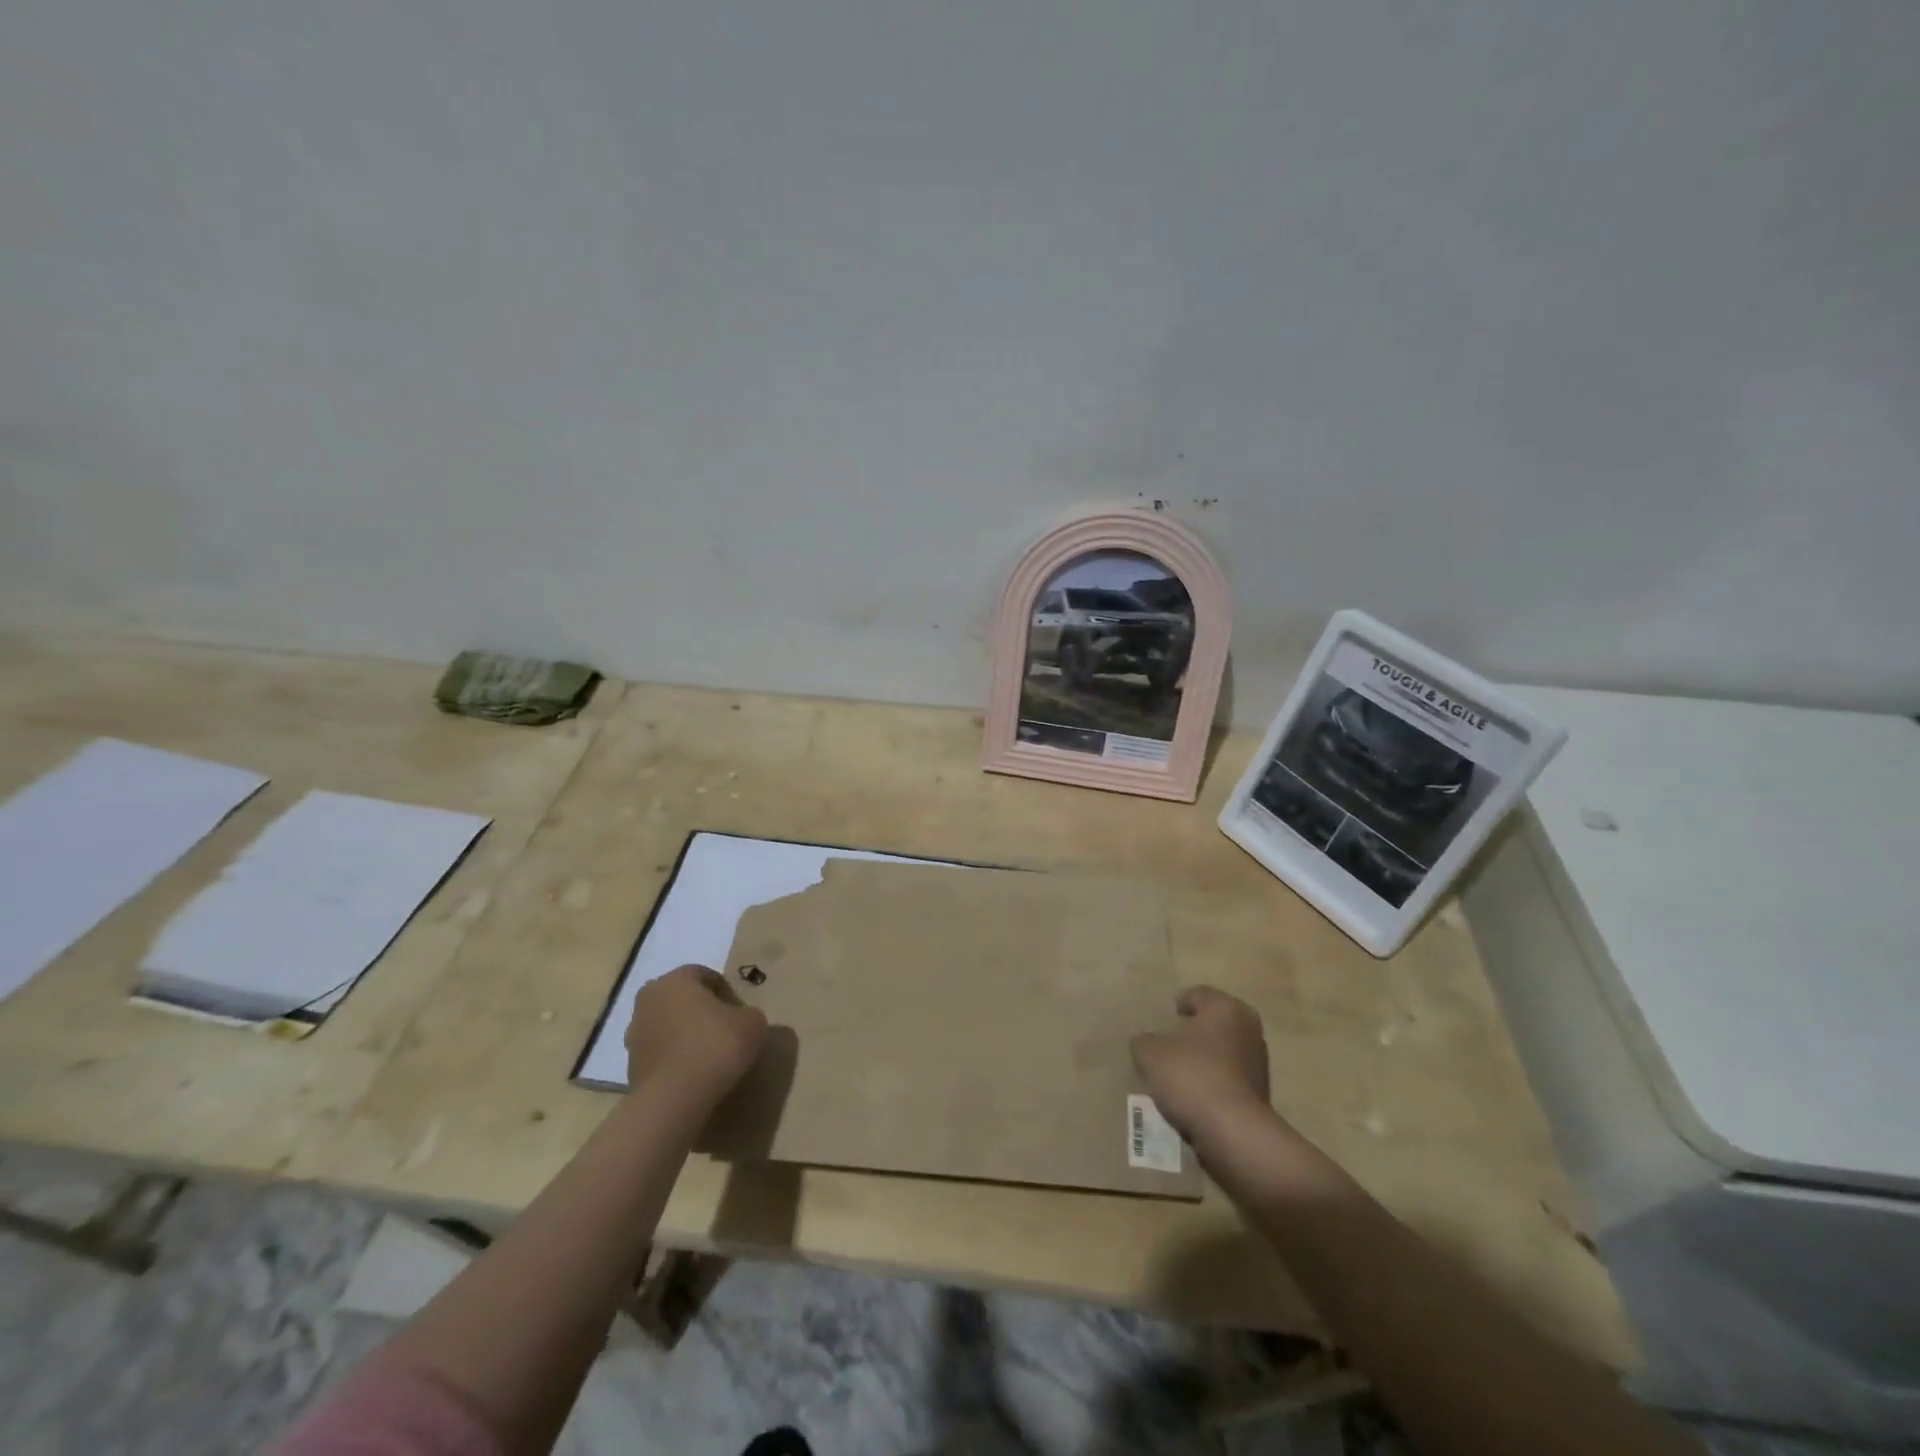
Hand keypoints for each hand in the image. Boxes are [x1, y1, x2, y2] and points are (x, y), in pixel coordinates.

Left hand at [625, 964, 768, 1104]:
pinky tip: (692, 1074)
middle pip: (682, 998)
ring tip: (707, 1056)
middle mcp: (649, 998)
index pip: (705, 975)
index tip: (739, 1013)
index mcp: (676, 979)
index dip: (726, 992)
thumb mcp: (753, 1023)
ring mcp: (634, 1033)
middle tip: (723, 1030)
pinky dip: (674, 1058)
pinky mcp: (630, 1064)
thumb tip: (741, 1020)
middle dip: (701, 1010)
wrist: (674, 1100)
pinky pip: (659, 1052)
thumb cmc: (715, 1047)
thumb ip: (748, 1013)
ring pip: (667, 1025)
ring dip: (684, 1034)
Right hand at [1131, 985, 1270, 1137]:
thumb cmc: (1191, 1076)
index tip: (1167, 1019)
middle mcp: (1248, 1028)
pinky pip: (1230, 1078)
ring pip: (1224, 1051)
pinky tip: (1196, 1097)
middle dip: (1194, 1032)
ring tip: (1180, 1075)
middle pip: (1215, 1022)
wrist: (1233, 1132)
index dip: (1179, 1004)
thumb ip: (1144, 1041)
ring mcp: (1259, 1062)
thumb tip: (1147, 1042)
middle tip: (1170, 1045)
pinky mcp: (1262, 1093)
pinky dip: (1215, 1082)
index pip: (1198, 994)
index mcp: (1226, 1007)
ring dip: (1206, 1059)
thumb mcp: (1150, 1054)